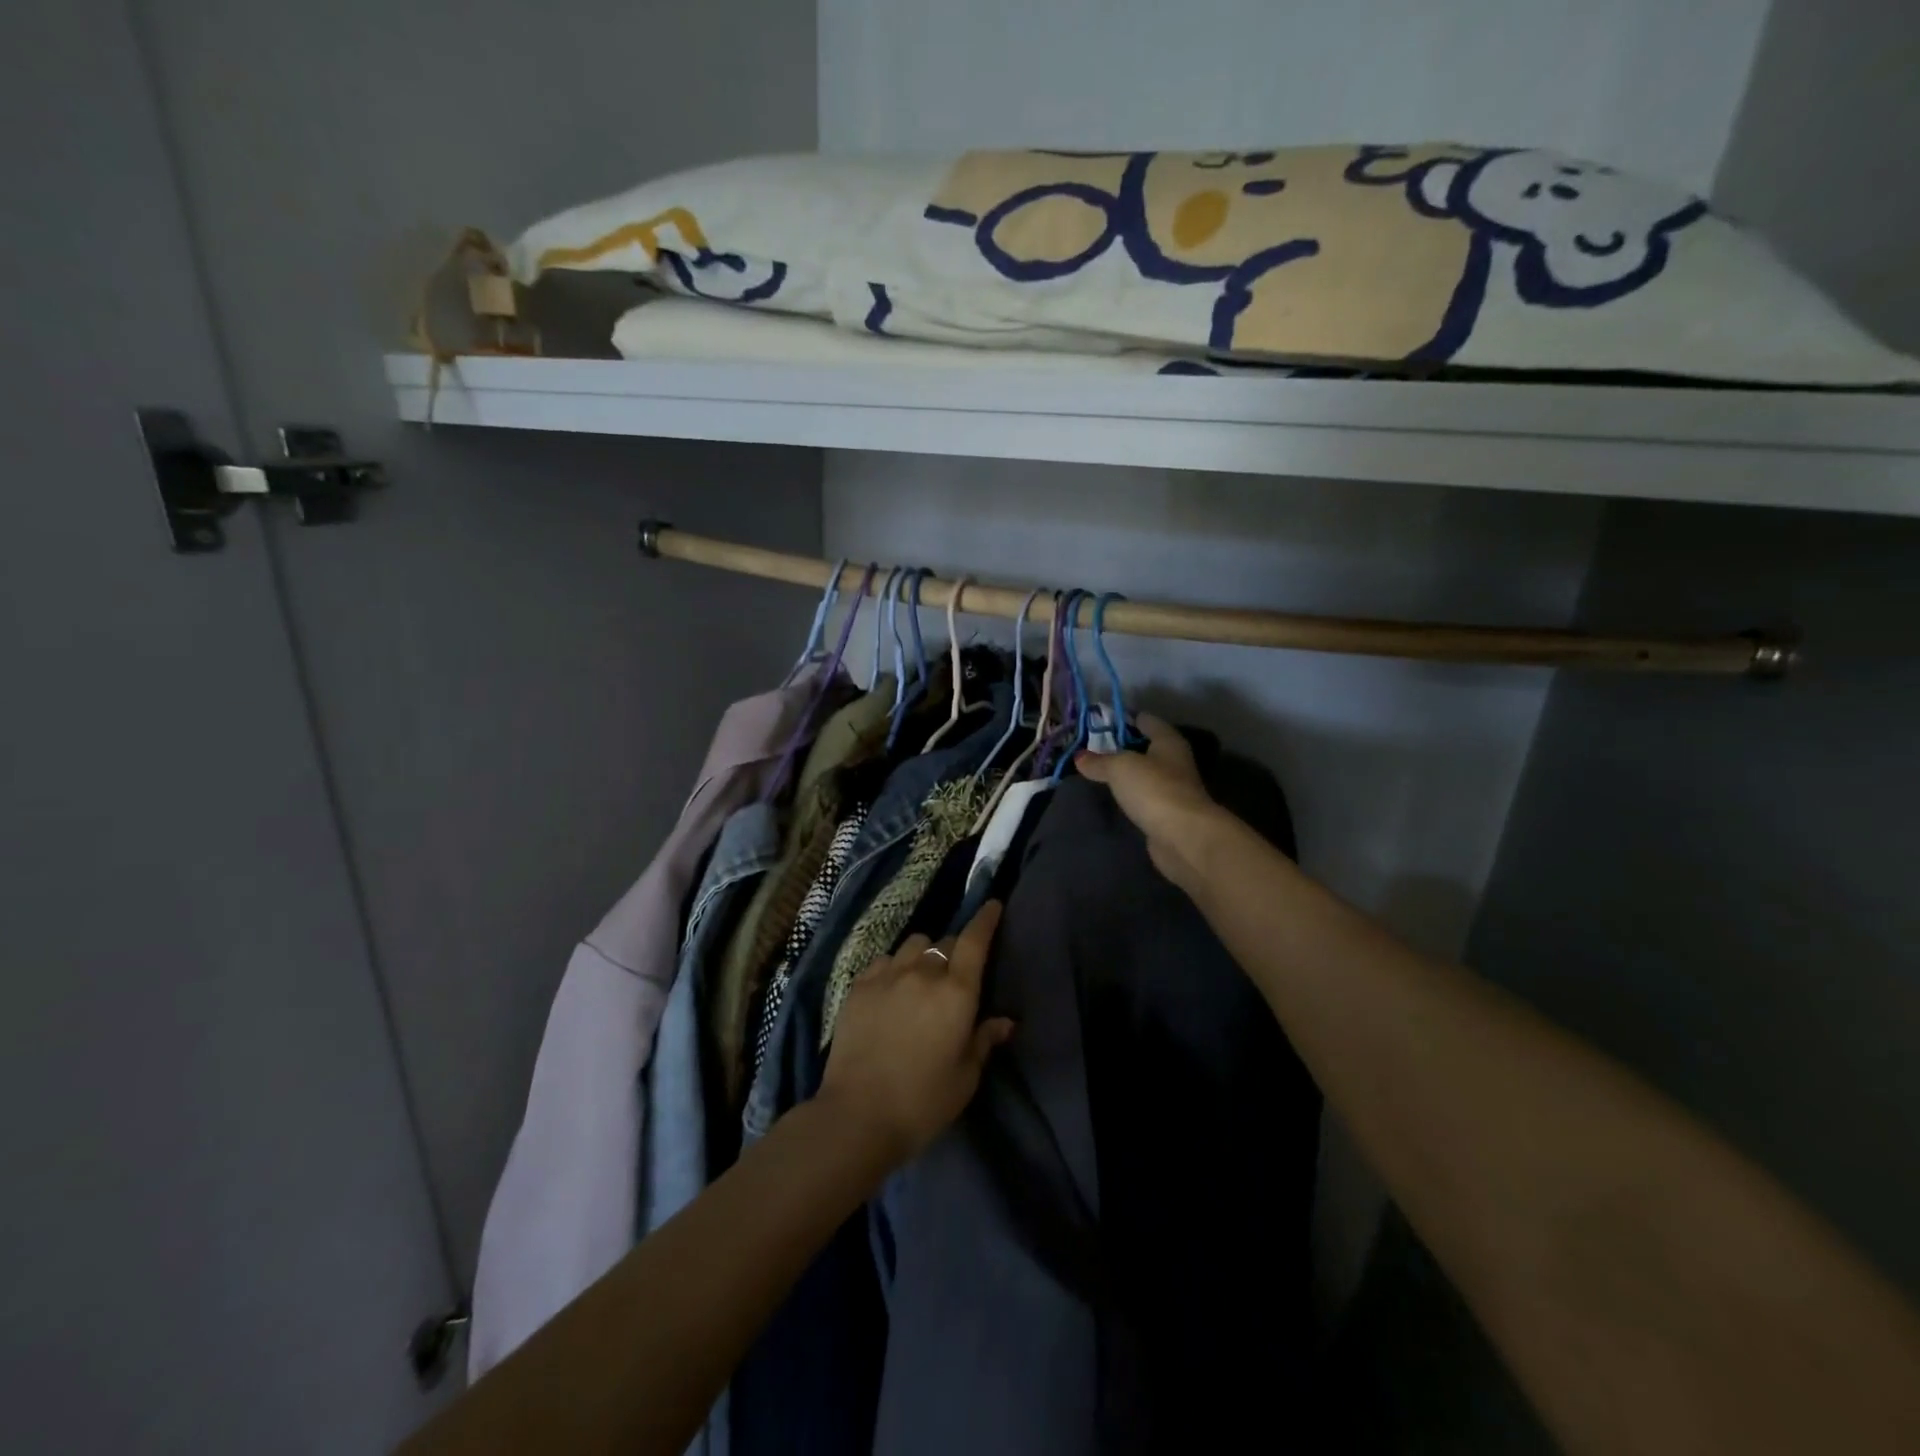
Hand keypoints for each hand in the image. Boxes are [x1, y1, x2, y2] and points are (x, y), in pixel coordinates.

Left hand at [817, 901, 1015, 1165]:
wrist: (858, 1115)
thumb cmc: (923, 1101)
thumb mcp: (965, 1077)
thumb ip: (984, 1041)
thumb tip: (1004, 1021)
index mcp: (956, 992)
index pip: (974, 940)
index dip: (985, 919)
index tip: (992, 905)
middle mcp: (923, 973)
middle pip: (944, 943)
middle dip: (954, 951)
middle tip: (954, 975)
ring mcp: (887, 975)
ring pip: (913, 945)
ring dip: (924, 956)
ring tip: (921, 977)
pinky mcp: (859, 986)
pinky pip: (884, 960)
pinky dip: (894, 966)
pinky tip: (892, 988)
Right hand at [1075, 714, 1224, 888]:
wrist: (1184, 837)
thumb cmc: (1154, 789)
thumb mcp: (1120, 767)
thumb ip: (1099, 760)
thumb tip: (1079, 757)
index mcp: (1168, 740)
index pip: (1144, 719)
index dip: (1121, 719)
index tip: (1095, 724)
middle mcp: (1173, 760)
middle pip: (1144, 746)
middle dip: (1119, 747)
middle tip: (1088, 749)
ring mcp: (1172, 788)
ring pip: (1143, 773)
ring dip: (1124, 773)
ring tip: (1094, 772)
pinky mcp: (1166, 812)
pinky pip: (1143, 796)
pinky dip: (1129, 794)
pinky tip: (1111, 797)